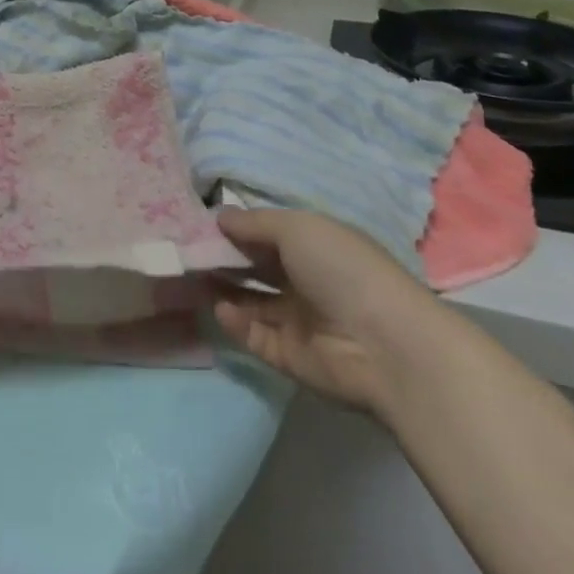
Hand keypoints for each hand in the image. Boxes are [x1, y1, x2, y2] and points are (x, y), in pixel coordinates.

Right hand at [212, 207, 440, 413]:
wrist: (385, 344)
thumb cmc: (342, 269)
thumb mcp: (297, 228)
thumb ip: (255, 223)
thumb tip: (219, 216)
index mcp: (315, 247)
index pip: (269, 235)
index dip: (238, 229)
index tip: (202, 224)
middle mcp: (306, 281)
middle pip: (257, 268)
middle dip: (225, 259)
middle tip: (188, 251)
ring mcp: (299, 321)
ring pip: (252, 302)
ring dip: (224, 290)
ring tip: (193, 278)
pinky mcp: (291, 357)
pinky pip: (256, 336)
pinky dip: (236, 323)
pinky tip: (221, 309)